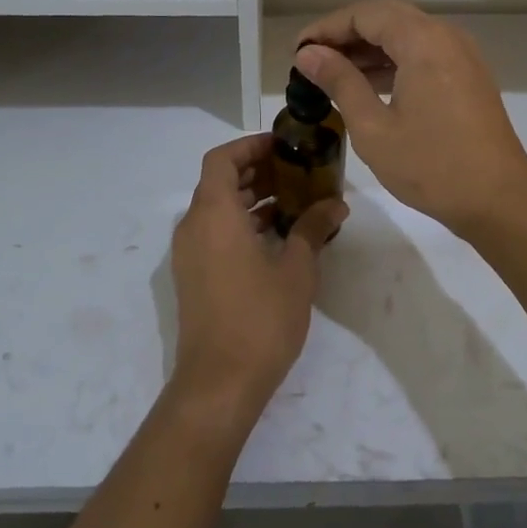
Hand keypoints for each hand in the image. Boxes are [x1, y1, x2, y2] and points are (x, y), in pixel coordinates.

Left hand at [168, 134, 346, 431]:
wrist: (219, 382)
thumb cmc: (260, 318)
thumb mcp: (297, 269)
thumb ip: (313, 228)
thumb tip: (336, 203)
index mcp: (214, 214)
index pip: (222, 159)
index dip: (250, 146)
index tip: (283, 145)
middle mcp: (194, 226)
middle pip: (219, 182)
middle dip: (256, 171)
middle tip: (296, 170)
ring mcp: (189, 254)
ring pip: (217, 209)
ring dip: (251, 198)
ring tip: (294, 200)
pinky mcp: (194, 276)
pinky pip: (215, 233)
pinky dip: (241, 223)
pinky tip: (277, 236)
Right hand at [295, 0, 526, 239]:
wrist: (499, 201)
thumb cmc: (431, 166)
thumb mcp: (373, 128)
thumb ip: (340, 83)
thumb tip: (308, 54)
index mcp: (423, 42)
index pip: (366, 14)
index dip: (327, 28)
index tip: (298, 51)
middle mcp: (446, 37)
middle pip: (388, 17)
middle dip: (347, 34)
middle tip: (312, 59)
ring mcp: (462, 56)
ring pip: (407, 35)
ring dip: (369, 49)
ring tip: (332, 74)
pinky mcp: (468, 77)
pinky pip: (424, 54)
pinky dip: (393, 62)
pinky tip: (369, 86)